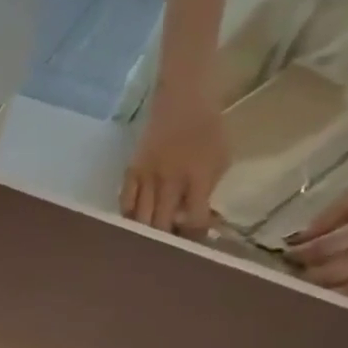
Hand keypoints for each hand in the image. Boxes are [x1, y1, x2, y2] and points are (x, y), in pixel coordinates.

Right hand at [121, 99, 229, 237]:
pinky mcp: (131, 171)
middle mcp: (170, 179)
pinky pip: (125, 202)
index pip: (194, 218)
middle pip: (162, 223)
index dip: (195, 236)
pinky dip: (129, 217)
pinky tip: (133, 225)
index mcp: (198, 176)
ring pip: (140, 217)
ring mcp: (147, 176)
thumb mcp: (222, 158)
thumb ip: (209, 190)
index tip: (197, 246)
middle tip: (171, 249)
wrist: (183, 99)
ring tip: (151, 242)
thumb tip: (197, 217)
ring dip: (146, 233)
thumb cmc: (209, 128)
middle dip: (167, 240)